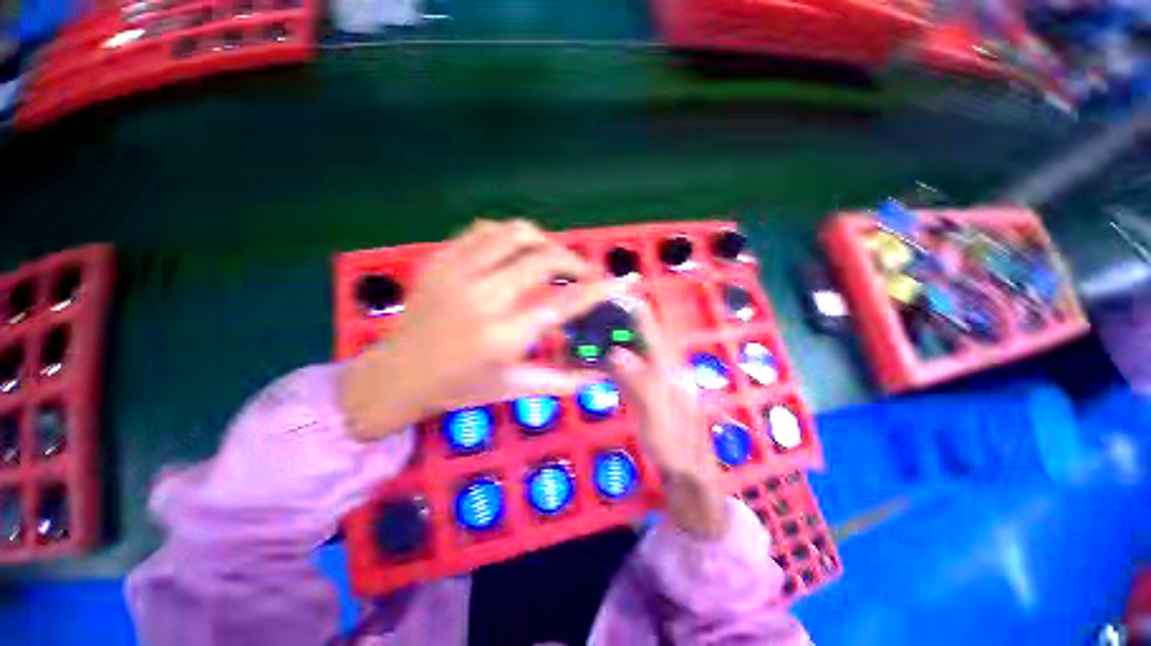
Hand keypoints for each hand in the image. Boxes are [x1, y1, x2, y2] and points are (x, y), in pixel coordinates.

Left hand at [341, 220, 613, 439]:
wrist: (397, 375)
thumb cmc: (458, 387)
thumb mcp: (513, 389)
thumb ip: (562, 381)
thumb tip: (601, 374)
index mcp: (502, 336)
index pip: (564, 303)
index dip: (598, 290)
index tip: (621, 281)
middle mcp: (482, 298)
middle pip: (544, 258)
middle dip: (575, 261)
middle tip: (583, 274)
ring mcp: (457, 273)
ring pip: (515, 233)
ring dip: (544, 242)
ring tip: (552, 259)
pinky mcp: (440, 260)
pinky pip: (484, 230)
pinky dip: (509, 236)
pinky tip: (515, 252)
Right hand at [607, 305, 728, 538]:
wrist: (689, 472)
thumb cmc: (674, 444)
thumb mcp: (655, 415)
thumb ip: (638, 381)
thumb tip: (616, 350)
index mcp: (667, 366)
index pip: (650, 327)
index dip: (633, 307)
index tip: (611, 292)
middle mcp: (665, 364)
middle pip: (641, 332)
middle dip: (619, 319)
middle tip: (592, 312)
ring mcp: (659, 376)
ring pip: (636, 347)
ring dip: (616, 336)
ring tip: (592, 329)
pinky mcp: (653, 387)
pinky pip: (633, 364)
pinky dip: (617, 356)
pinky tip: (602, 359)